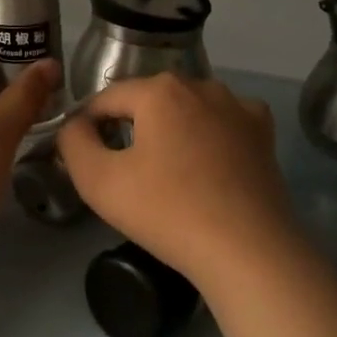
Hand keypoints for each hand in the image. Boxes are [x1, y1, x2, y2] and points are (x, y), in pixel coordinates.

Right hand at [56, 74, 308, 295]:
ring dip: (170, 132)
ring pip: (186, 111)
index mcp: (159, 90)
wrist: (247, 251)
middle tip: (122, 171)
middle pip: (148, 101)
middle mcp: (200, 85)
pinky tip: (205, 164)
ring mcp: (238, 107)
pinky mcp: (262, 133)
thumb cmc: (167, 211)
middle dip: (130, 128)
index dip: (87, 125)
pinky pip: (222, 124)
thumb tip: (76, 125)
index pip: (106, 99)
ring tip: (164, 173)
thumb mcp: (98, 181)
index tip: (83, 157)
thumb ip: (74, 142)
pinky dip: (208, 137)